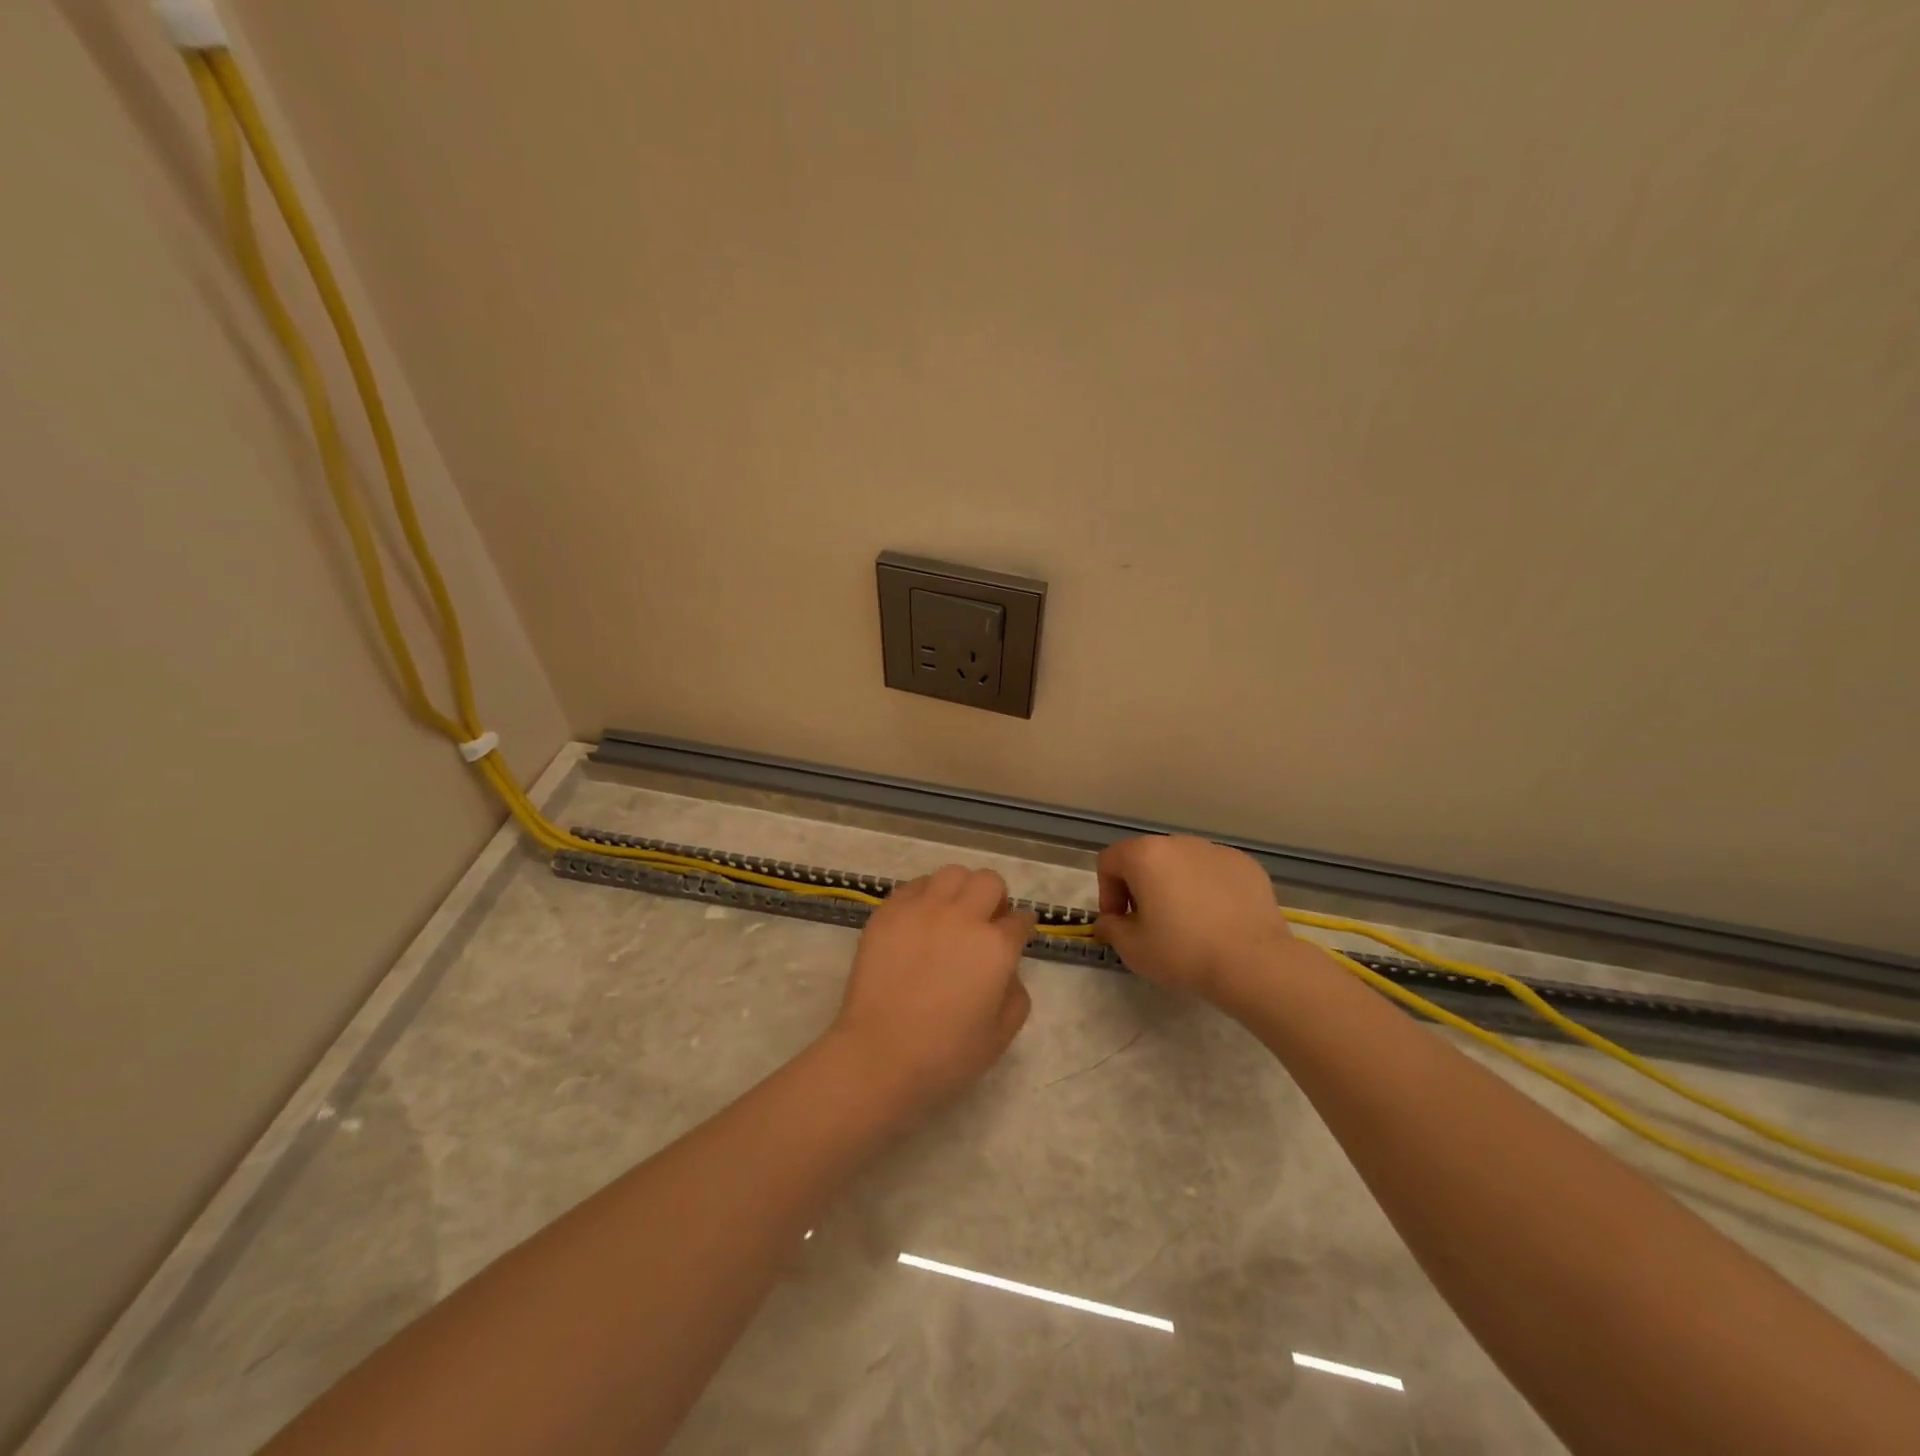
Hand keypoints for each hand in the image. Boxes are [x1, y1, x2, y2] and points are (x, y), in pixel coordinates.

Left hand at [828, 866, 1034, 1120]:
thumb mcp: (1001, 1036)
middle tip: (985, 922)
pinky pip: (914, 886)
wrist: (879, 1055)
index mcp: (996, 947)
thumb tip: (1008, 969)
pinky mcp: (889, 912)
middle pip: (989, 881)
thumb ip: (1016, 995)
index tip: (1016, 935)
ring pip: (952, 873)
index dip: (1021, 927)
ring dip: (960, 890)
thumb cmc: (945, 1055)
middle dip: (995, 898)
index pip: (1020, 920)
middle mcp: (962, 917)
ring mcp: (922, 909)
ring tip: (951, 914)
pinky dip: (925, 895)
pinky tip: (920, 919)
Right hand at [1093, 836, 1295, 1002]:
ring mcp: (1216, 851)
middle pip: (1146, 858)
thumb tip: (1110, 921)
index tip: (1121, 923)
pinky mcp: (1246, 865)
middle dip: (1140, 888)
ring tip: (1188, 924)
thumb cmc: (1183, 952)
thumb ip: (1110, 928)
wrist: (1254, 963)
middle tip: (1150, 925)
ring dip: (1174, 886)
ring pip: (1182, 864)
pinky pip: (1213, 872)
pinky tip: (1219, 921)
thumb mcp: (1132, 948)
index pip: (1109, 861)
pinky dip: (1208, 890)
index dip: (1107, 893)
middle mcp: (1179, 843)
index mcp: (1146, 855)